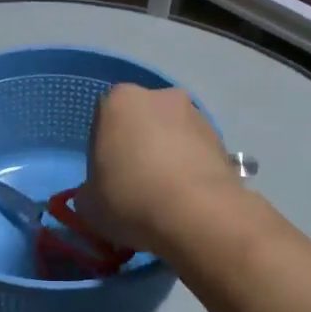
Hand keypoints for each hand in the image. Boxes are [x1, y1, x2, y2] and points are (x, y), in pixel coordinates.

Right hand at [80, 84, 239, 255]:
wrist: (197, 215)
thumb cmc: (130, 199)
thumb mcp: (88, 204)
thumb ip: (88, 190)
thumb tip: (97, 193)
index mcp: (119, 100)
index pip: (102, 120)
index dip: (102, 150)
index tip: (106, 177)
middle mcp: (160, 96)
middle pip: (140, 121)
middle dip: (137, 146)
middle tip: (134, 184)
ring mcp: (196, 114)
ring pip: (171, 134)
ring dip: (166, 156)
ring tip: (164, 196)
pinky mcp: (222, 139)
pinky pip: (195, 152)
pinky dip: (190, 168)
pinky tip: (186, 199)